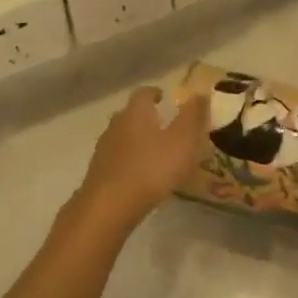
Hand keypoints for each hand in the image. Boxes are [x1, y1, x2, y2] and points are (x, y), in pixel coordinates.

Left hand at [72, 85, 208, 231]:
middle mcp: (116, 125)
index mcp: (136, 112)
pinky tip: (140, 175)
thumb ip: (193, 116)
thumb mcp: (183, 140)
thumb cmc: (153, 167)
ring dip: (136, 140)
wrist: (110, 205)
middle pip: (130, 114)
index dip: (155, 93)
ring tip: (154, 152)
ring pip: (122, 137)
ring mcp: (104, 149)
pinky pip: (116, 159)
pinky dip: (129, 161)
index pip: (143, 93)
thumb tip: (200, 92)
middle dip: (145, 117)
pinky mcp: (98, 172)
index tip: (164, 97)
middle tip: (163, 125)